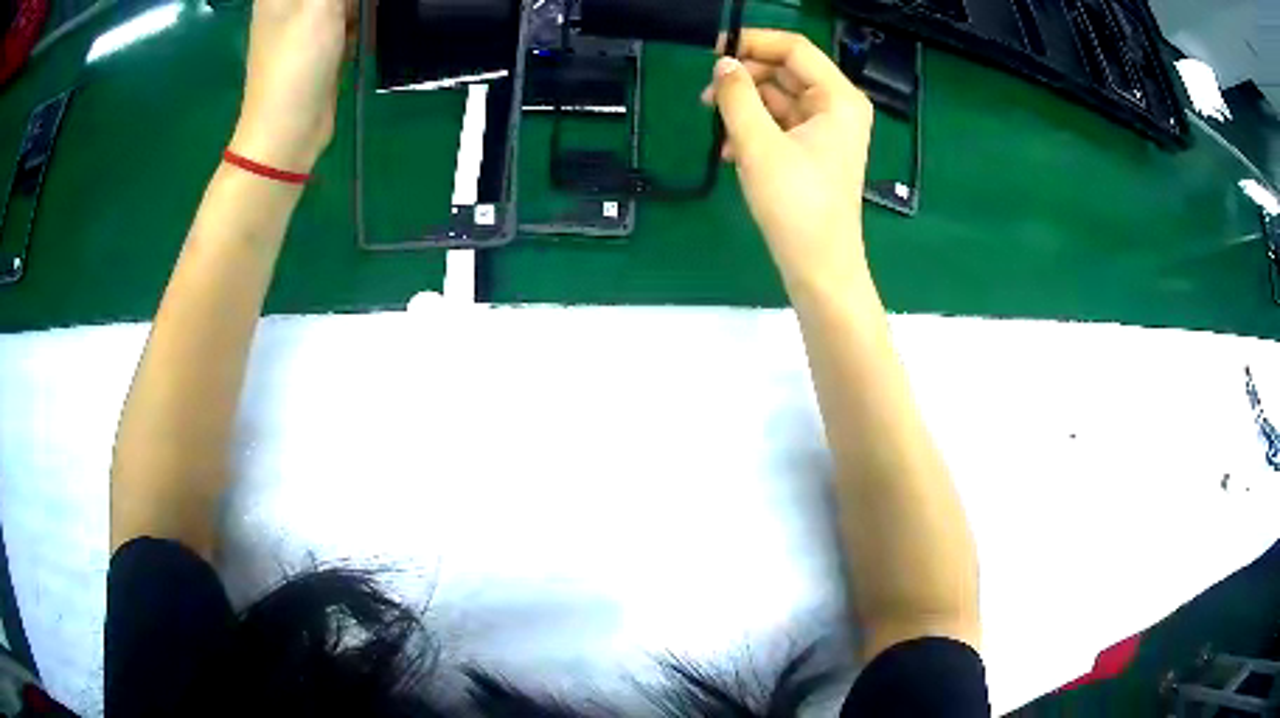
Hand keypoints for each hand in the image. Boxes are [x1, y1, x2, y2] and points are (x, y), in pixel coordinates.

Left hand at [228, 0, 355, 172]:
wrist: (288, 130)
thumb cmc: (296, 63)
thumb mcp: (321, 6)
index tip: (340, 4)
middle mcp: (289, 1)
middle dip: (346, 0)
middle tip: (346, 11)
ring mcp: (304, 20)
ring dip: (354, 3)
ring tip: (350, 22)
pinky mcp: (320, 40)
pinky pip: (347, 12)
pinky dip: (359, 14)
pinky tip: (360, 27)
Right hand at [707, 30, 874, 291]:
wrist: (819, 268)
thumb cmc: (796, 205)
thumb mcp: (758, 144)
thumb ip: (737, 96)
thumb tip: (723, 65)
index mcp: (838, 98)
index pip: (794, 48)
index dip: (753, 42)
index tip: (714, 52)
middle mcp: (836, 108)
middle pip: (785, 72)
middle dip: (744, 80)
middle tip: (707, 97)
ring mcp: (826, 131)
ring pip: (778, 99)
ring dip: (744, 109)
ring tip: (717, 130)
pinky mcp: (812, 152)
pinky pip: (779, 125)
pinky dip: (753, 131)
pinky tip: (730, 152)